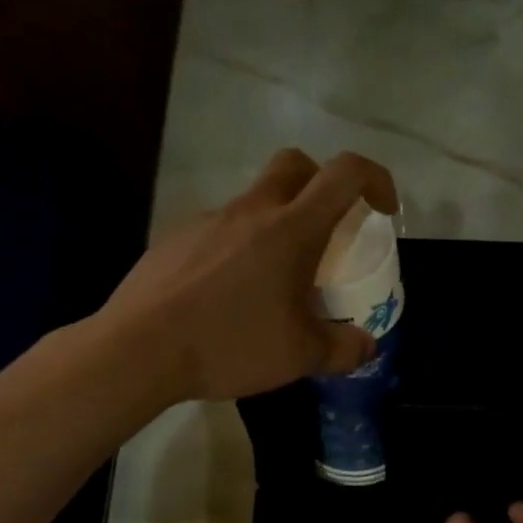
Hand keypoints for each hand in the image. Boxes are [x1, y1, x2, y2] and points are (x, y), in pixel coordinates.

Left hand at [101, 149, 398, 401]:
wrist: (140, 350)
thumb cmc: (231, 344)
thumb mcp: (300, 357)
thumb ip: (343, 349)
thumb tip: (366, 344)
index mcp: (291, 229)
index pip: (345, 173)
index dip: (375, 179)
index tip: (382, 210)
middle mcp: (250, 211)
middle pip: (295, 165)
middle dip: (321, 183)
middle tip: (328, 229)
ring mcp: (207, 221)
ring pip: (253, 202)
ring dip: (275, 225)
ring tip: (272, 283)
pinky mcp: (175, 239)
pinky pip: (218, 231)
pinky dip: (236, 249)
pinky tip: (226, 296)